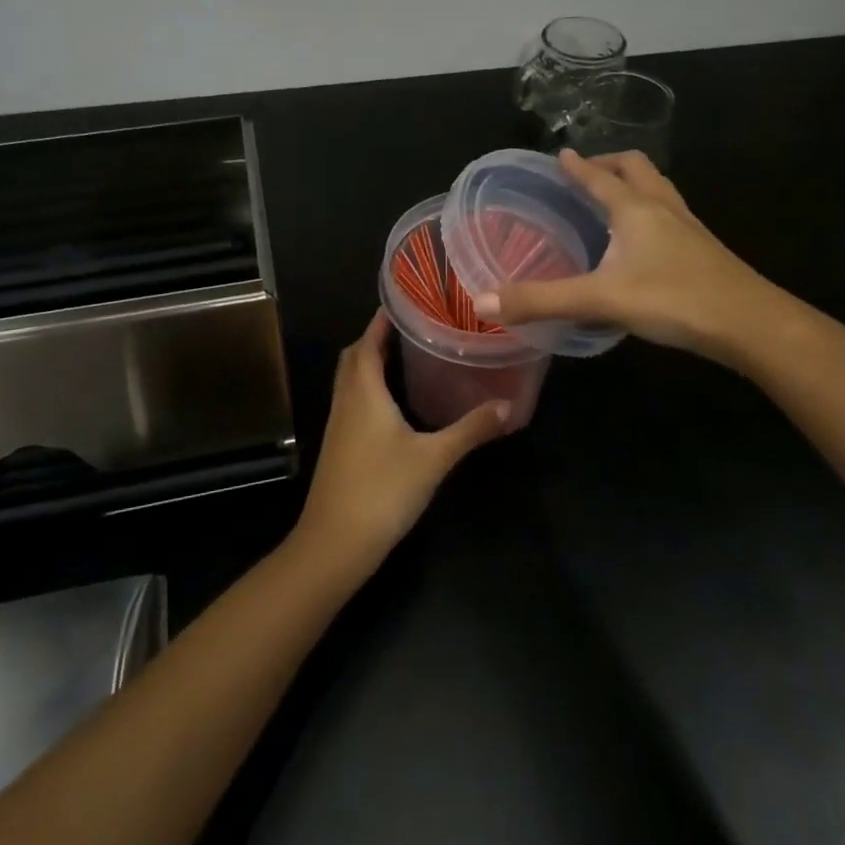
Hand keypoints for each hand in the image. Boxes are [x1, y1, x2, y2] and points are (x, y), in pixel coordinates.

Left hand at [293, 310, 511, 580]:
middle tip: (411, 328)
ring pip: (350, 380)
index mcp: (364, 391)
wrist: (335, 542)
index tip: (405, 302)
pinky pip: (351, 401)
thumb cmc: (382, 490)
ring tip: (405, 356)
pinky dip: (368, 388)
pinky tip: (393, 404)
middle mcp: (346, 400)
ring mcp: (339, 424)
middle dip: (376, 338)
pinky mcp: (339, 446)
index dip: (382, 320)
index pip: (368, 341)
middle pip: (354, 356)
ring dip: (369, 362)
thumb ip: (470, 429)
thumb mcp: (434, 458)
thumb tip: (508, 406)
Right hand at [474, 150, 787, 364]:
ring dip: (634, 184)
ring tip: (614, 198)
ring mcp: (689, 227)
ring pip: (659, 189)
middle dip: (609, 164)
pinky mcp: (704, 249)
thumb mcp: (600, 300)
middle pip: (637, 168)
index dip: (576, 165)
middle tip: (586, 172)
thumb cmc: (674, 299)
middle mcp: (663, 208)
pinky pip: (671, 214)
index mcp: (635, 209)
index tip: (559, 153)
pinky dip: (651, 211)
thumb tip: (483, 301)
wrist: (752, 324)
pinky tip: (645, 241)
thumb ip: (541, 301)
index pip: (598, 176)